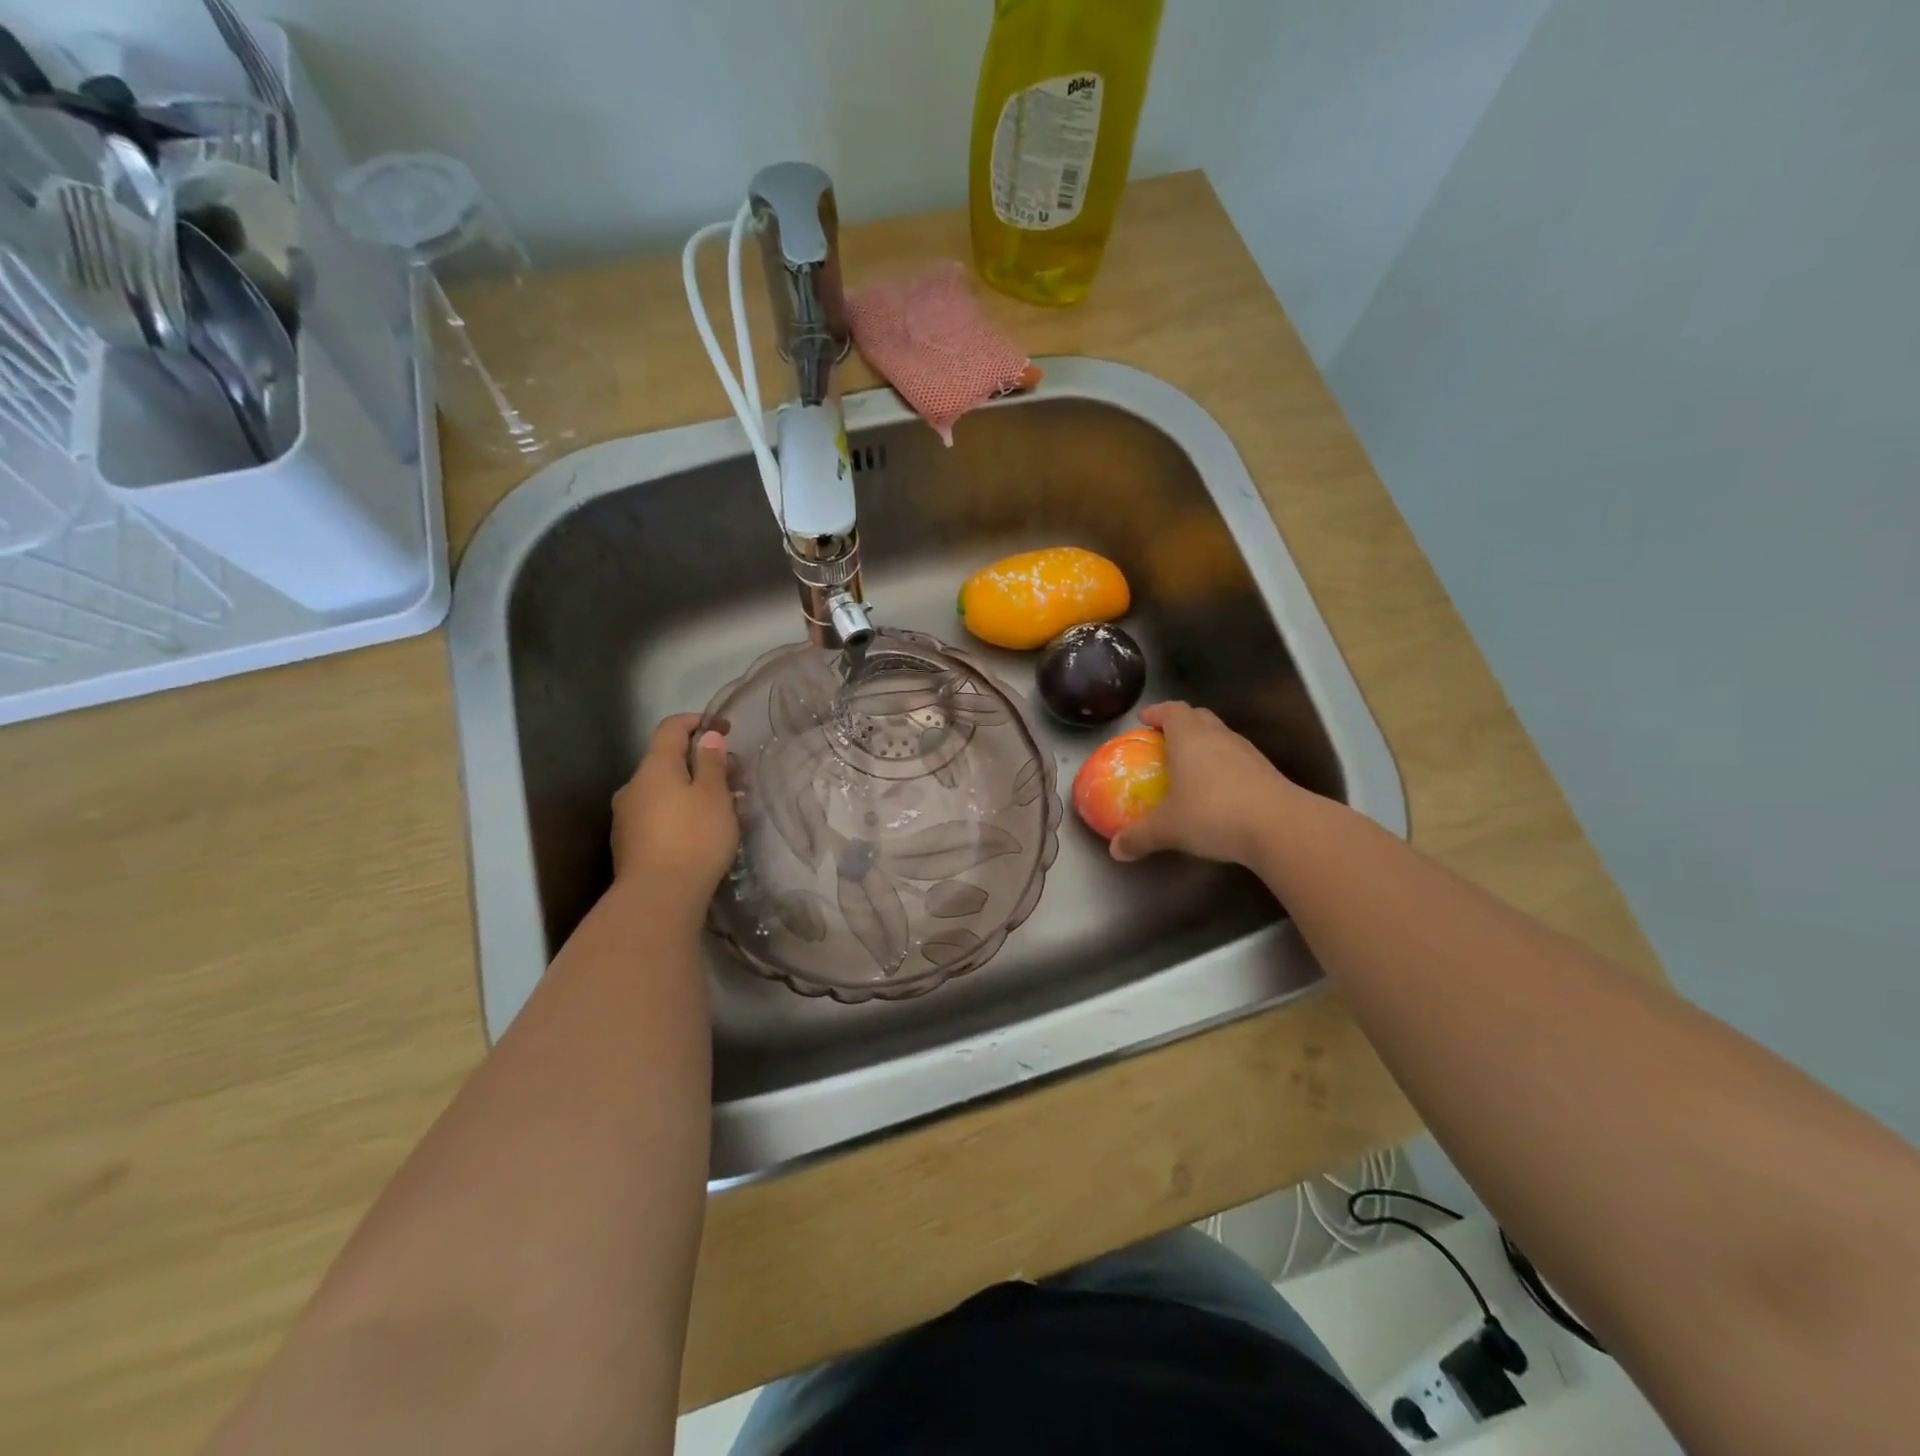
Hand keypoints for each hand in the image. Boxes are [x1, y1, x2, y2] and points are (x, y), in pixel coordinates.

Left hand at [611, 715, 737, 907]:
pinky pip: (660, 816)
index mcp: (654, 767)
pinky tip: (703, 832)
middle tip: (734, 777)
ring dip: (693, 791)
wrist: (658, 897)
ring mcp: (627, 817)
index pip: (671, 728)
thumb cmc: (693, 838)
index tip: (724, 728)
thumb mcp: (714, 795)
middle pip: (668, 762)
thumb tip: (707, 736)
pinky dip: (682, 813)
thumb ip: (711, 762)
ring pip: (665, 791)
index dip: (697, 721)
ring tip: (725, 809)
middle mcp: (634, 786)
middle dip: (701, 763)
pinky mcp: (630, 844)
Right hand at [1110, 701, 1303, 865]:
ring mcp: (1247, 753)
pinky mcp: (1267, 772)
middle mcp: (1219, 736)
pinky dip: (1223, 767)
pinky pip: (1237, 760)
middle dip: (1181, 724)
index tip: (1144, 720)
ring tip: (1190, 767)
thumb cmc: (1213, 814)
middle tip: (1165, 741)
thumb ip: (1139, 837)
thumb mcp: (1168, 829)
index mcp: (1190, 737)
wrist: (1279, 827)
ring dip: (1205, 745)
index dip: (1157, 712)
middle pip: (1199, 717)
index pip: (1172, 710)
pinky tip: (1217, 792)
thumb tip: (1116, 849)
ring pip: (1221, 737)